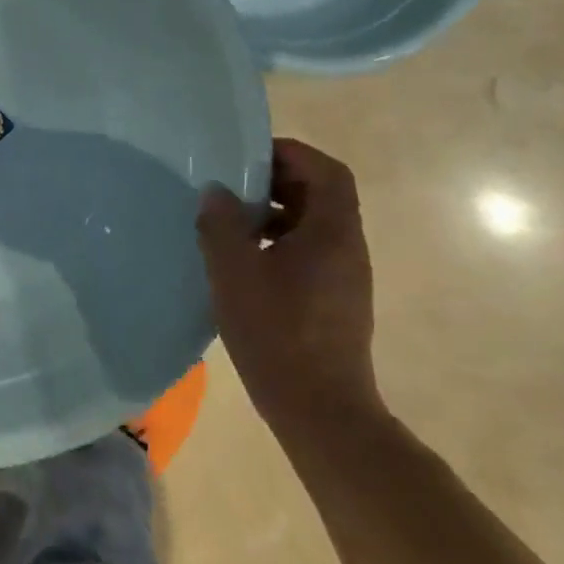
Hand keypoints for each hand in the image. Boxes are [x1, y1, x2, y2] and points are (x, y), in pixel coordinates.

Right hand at [195, 138, 384, 441]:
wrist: (320, 410)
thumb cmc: (277, 333)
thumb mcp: (234, 273)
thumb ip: (221, 225)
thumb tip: (216, 192)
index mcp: (333, 233)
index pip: (327, 172)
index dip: (291, 154)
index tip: (249, 155)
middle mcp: (348, 248)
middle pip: (322, 195)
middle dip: (278, 182)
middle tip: (232, 185)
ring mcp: (344, 277)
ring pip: (313, 226)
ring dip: (275, 214)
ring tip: (230, 222)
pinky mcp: (334, 301)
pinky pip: (309, 253)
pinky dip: (278, 242)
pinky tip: (242, 262)